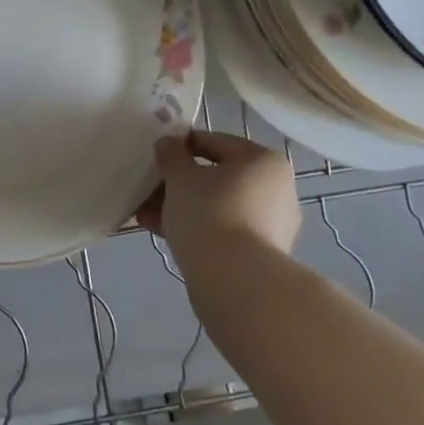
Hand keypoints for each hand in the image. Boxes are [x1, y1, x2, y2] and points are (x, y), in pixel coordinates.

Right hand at [137, 131, 300, 257]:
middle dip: (178, 183)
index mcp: (263, 161)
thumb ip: (172, 155)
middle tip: (148, 189)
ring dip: (181, 207)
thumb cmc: (209, 213)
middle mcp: (276, 189)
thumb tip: (169, 143)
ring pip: (217, 206)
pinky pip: (223, 230)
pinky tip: (162, 233)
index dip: (182, 145)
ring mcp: (272, 225)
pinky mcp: (261, 254)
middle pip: (217, 178)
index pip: (216, 142)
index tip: (156, 154)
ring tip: (147, 216)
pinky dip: (196, 228)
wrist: (235, 281)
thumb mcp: (180, 177)